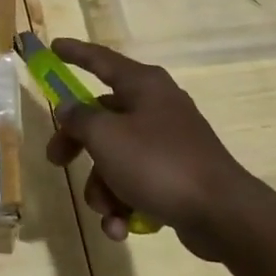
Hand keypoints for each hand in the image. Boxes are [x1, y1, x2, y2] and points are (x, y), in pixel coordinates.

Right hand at [43, 39, 257, 260]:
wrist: (222, 214)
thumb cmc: (158, 163)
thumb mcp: (107, 136)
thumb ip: (80, 118)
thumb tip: (69, 108)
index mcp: (143, 86)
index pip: (101, 60)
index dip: (75, 53)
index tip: (53, 47)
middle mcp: (156, 107)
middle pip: (102, 118)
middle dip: (77, 145)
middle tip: (56, 160)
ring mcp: (168, 143)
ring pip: (116, 158)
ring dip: (102, 187)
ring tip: (107, 211)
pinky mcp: (175, 177)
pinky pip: (136, 184)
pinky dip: (124, 204)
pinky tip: (121, 227)